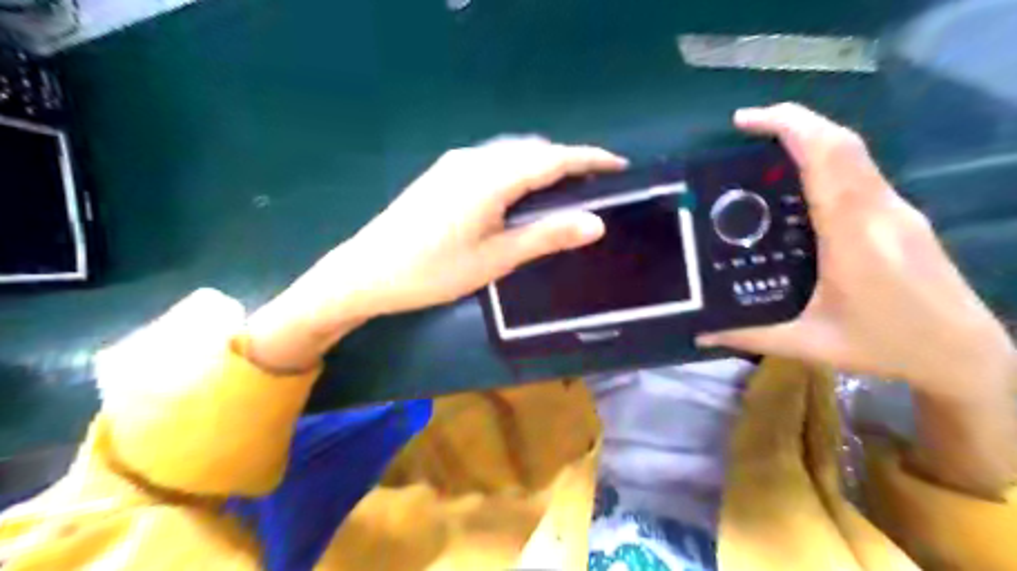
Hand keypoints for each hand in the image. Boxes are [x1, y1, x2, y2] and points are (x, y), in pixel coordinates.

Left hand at [336, 139, 628, 315]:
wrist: (367, 272)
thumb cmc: (434, 271)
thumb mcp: (496, 258)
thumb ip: (546, 235)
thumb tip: (596, 222)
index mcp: (491, 178)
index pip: (553, 158)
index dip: (589, 159)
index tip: (620, 165)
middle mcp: (474, 159)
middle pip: (533, 150)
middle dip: (568, 161)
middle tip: (595, 184)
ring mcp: (454, 164)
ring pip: (511, 154)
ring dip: (542, 164)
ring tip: (565, 188)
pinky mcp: (443, 173)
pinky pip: (492, 162)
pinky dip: (518, 170)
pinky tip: (521, 192)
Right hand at [701, 103, 1015, 399]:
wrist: (964, 353)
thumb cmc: (886, 346)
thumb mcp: (810, 344)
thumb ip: (749, 336)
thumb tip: (700, 332)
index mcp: (854, 237)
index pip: (826, 160)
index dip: (788, 127)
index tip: (744, 121)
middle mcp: (880, 211)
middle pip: (842, 143)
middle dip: (794, 121)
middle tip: (746, 127)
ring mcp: (897, 209)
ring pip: (855, 152)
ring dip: (811, 136)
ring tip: (765, 150)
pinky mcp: (902, 215)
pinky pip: (862, 170)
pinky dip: (827, 157)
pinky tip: (800, 180)